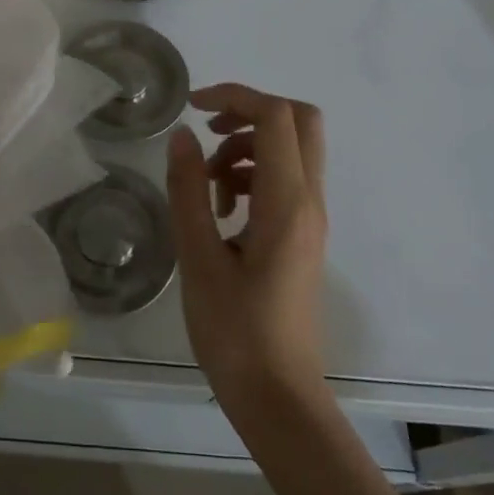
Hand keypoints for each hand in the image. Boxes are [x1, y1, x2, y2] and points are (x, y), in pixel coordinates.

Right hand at [167, 83, 328, 423]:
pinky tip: (221, 209)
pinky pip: (285, 179)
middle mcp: (310, 200)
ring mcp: (311, 218)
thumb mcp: (198, 258)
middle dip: (251, 112)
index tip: (193, 107)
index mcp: (288, 202)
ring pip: (291, 148)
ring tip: (208, 186)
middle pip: (299, 121)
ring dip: (247, 147)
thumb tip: (182, 136)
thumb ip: (188, 191)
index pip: (276, 116)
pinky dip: (253, 174)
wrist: (279, 398)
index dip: (236, 96)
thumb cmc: (235, 333)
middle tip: (208, 131)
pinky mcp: (302, 235)